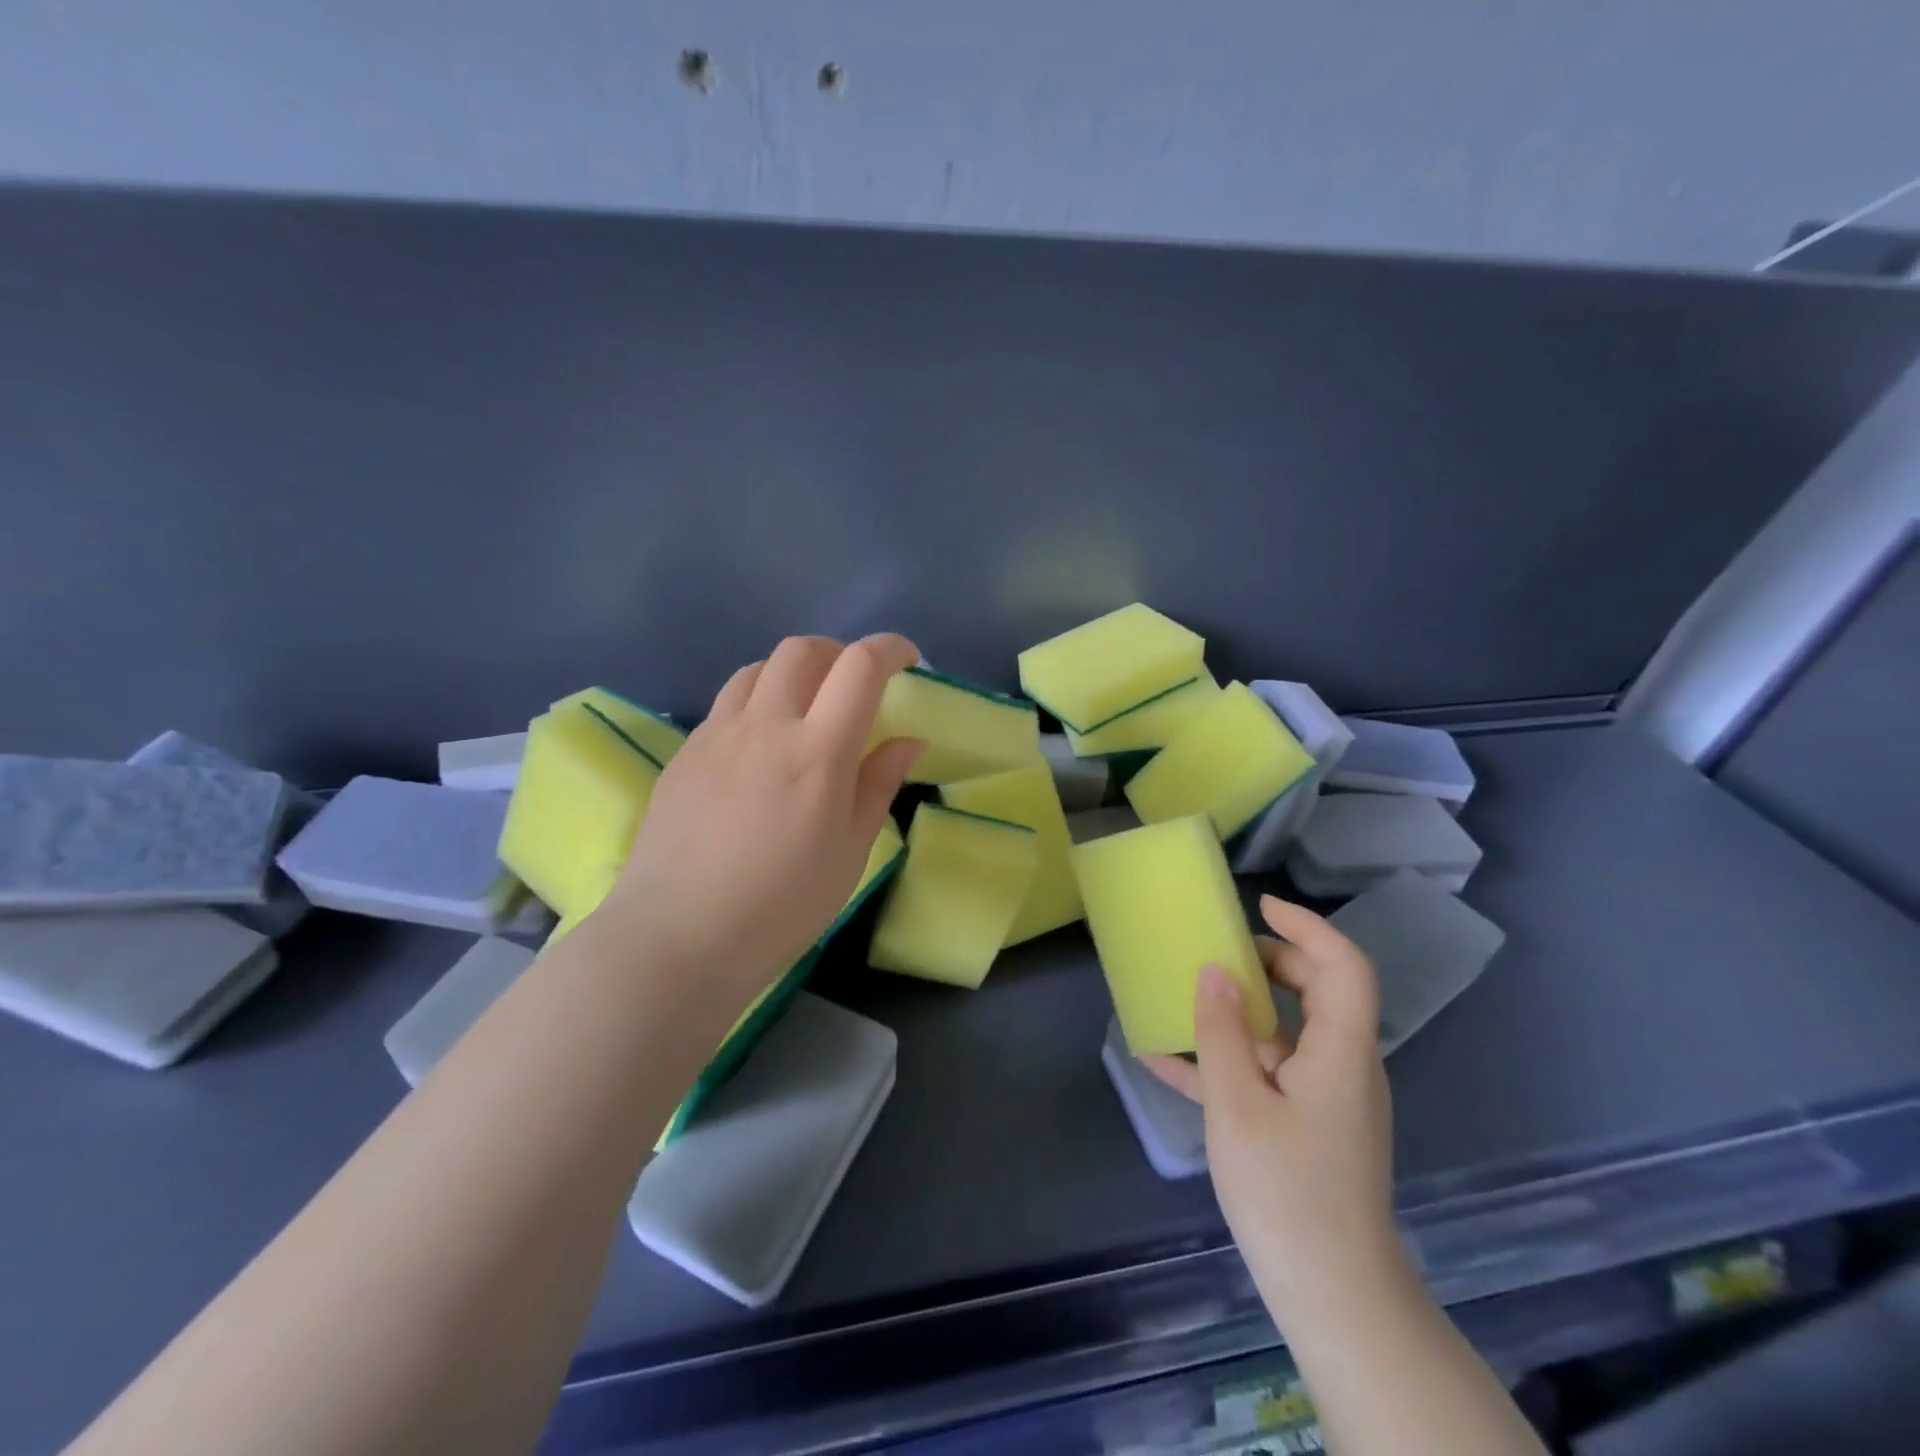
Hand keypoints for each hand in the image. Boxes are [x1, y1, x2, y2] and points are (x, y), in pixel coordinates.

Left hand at [603, 634, 922, 1013]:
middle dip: (838, 653)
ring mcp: (717, 734)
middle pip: (803, 650)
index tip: (908, 660)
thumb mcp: (850, 851)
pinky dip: (757, 702)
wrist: (678, 937)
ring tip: (806, 710)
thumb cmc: (782, 906)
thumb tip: (908, 740)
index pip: (859, 667)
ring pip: (758, 669)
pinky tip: (760, 748)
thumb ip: (879, 784)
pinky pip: (727, 704)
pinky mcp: (685, 752)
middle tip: (855, 686)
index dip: (890, 648)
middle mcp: (765, 726)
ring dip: (793, 673)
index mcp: (817, 751)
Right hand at [1142, 895, 1399, 1322]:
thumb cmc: (1286, 1191)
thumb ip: (1222, 1032)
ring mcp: (1329, 1098)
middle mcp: (1344, 1065)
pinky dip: (1231, 1059)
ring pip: (1290, 1032)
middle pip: (1319, 991)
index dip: (1308, 927)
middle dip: (1269, 962)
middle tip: (1218, 952)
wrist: (1332, 1295)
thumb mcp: (1237, 1105)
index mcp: (1340, 1051)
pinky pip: (1271, 1073)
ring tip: (1185, 999)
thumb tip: (1214, 970)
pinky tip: (1169, 1062)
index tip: (1260, 907)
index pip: (1344, 966)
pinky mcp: (1311, 1125)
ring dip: (1241, 1011)